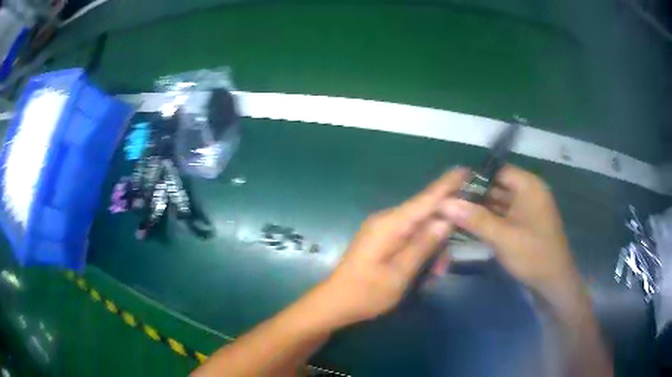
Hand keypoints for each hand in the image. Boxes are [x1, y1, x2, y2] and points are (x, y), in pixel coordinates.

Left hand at [318, 168, 466, 325]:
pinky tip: (424, 270)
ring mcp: (383, 229)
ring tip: (434, 274)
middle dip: (442, 234)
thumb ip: (422, 246)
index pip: (425, 199)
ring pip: (419, 228)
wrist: (336, 302)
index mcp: (390, 224)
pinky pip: (409, 236)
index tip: (465, 169)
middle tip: (445, 265)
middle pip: (425, 214)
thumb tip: (445, 220)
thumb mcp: (399, 274)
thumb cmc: (366, 293)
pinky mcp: (382, 238)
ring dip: (431, 248)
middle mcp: (386, 220)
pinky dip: (420, 250)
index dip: (447, 185)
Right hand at [439, 165, 580, 302]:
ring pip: (498, 202)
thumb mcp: (503, 237)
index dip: (475, 176)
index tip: (451, 187)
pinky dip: (487, 220)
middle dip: (474, 194)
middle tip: (447, 202)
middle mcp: (527, 193)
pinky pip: (502, 216)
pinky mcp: (523, 225)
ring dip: (479, 209)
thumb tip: (444, 203)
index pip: (497, 170)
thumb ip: (475, 218)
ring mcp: (525, 210)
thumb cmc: (533, 254)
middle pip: (496, 186)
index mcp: (528, 186)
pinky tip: (469, 226)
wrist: (553, 283)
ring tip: (453, 214)